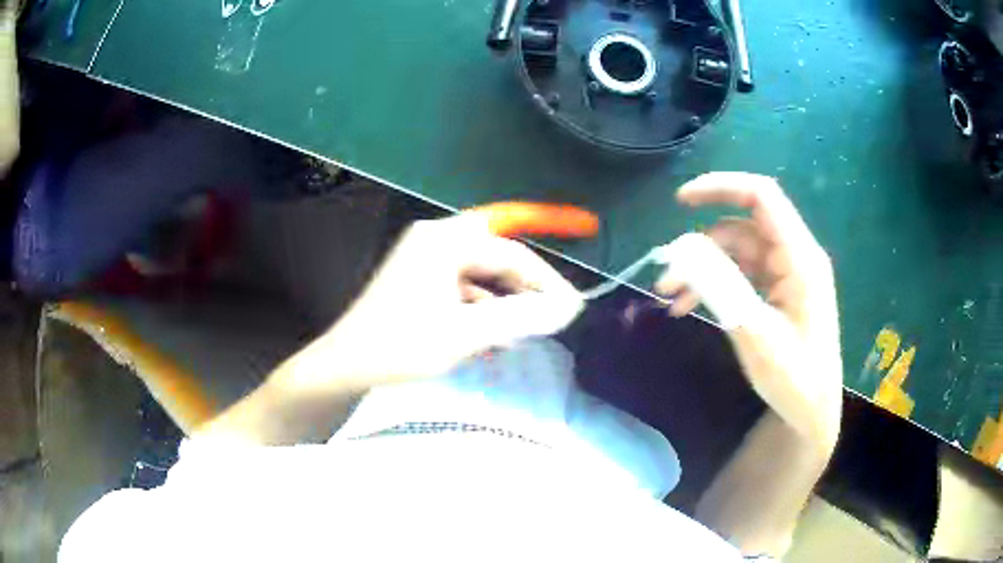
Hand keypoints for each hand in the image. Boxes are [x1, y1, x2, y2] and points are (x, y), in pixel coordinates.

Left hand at [283, 213, 584, 393]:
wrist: (344, 369)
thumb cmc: (399, 348)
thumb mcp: (465, 334)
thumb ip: (520, 318)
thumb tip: (569, 308)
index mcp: (444, 241)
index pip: (511, 252)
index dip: (546, 278)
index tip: (573, 305)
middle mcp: (435, 241)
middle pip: (497, 255)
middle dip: (527, 283)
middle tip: (554, 312)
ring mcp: (425, 262)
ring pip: (482, 274)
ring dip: (506, 300)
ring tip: (526, 332)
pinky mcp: (420, 284)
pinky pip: (464, 290)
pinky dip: (484, 310)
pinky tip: (495, 339)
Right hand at [655, 173, 841, 451]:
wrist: (812, 412)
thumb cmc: (794, 378)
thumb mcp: (756, 335)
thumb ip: (722, 287)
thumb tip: (683, 249)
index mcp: (800, 258)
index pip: (761, 198)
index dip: (722, 187)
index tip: (681, 200)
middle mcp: (793, 257)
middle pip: (741, 228)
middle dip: (700, 246)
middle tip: (665, 277)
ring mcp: (784, 274)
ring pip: (735, 253)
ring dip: (702, 270)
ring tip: (671, 300)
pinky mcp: (776, 291)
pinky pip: (740, 274)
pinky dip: (713, 285)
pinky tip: (689, 307)